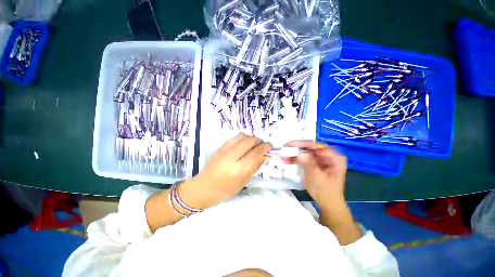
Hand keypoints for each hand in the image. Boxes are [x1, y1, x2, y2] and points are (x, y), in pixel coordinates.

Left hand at [184, 133, 271, 207]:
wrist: (203, 187)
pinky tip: (245, 143)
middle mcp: (231, 157)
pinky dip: (243, 138)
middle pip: (249, 141)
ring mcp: (224, 150)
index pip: (255, 153)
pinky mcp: (220, 147)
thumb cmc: (225, 190)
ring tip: (255, 143)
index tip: (270, 146)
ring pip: (242, 136)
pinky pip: (235, 137)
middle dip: (259, 140)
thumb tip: (263, 155)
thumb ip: (254, 167)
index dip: (264, 147)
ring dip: (251, 137)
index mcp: (238, 170)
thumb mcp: (243, 182)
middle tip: (263, 144)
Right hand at [285, 141, 346, 208]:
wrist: (328, 204)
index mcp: (334, 157)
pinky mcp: (316, 165)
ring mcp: (322, 160)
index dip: (302, 144)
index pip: (317, 146)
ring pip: (306, 153)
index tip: (290, 144)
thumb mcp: (316, 176)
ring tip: (284, 156)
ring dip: (295, 155)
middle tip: (285, 149)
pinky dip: (297, 160)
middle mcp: (329, 156)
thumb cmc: (325, 191)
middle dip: (297, 149)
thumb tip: (298, 153)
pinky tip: (288, 161)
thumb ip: (307, 163)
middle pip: (311, 148)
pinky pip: (305, 159)